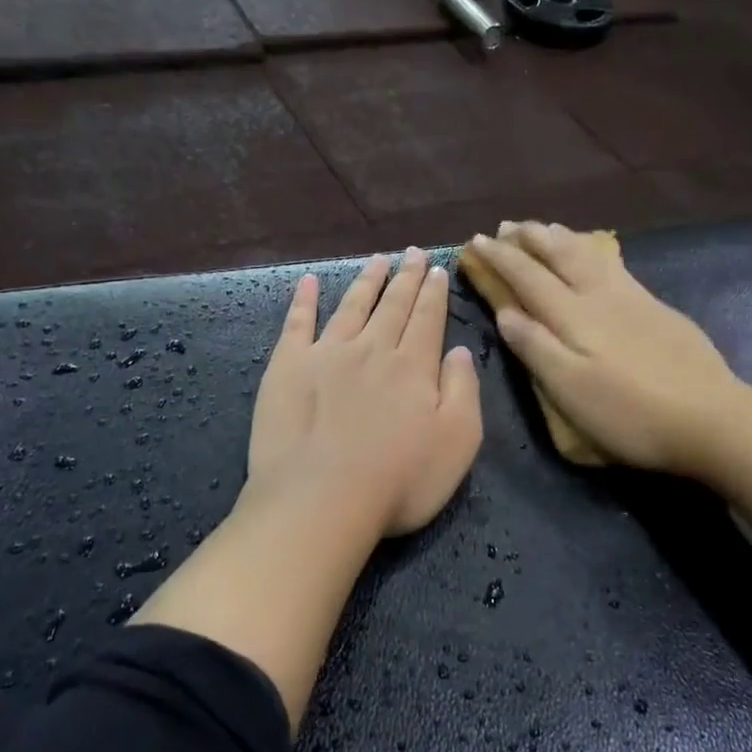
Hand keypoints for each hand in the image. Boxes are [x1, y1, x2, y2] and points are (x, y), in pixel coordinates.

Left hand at [249, 249, 482, 537]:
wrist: (321, 499)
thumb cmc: (398, 480)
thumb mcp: (458, 442)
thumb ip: (463, 391)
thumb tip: (459, 350)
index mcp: (413, 366)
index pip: (427, 318)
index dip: (433, 292)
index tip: (435, 268)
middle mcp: (372, 349)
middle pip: (392, 305)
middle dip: (405, 277)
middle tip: (412, 252)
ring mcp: (326, 354)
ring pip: (352, 305)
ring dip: (367, 280)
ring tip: (377, 259)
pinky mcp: (288, 366)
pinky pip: (297, 323)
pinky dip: (304, 300)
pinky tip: (310, 282)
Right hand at [467, 222, 746, 476]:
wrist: (709, 417)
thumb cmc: (629, 414)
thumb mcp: (570, 390)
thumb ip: (535, 348)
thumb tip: (505, 312)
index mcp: (573, 317)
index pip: (527, 278)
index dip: (500, 258)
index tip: (475, 241)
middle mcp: (599, 296)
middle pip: (559, 256)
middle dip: (529, 238)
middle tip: (506, 226)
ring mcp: (632, 298)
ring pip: (589, 254)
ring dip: (560, 237)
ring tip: (545, 228)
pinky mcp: (656, 308)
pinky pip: (614, 264)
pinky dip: (593, 250)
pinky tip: (596, 254)